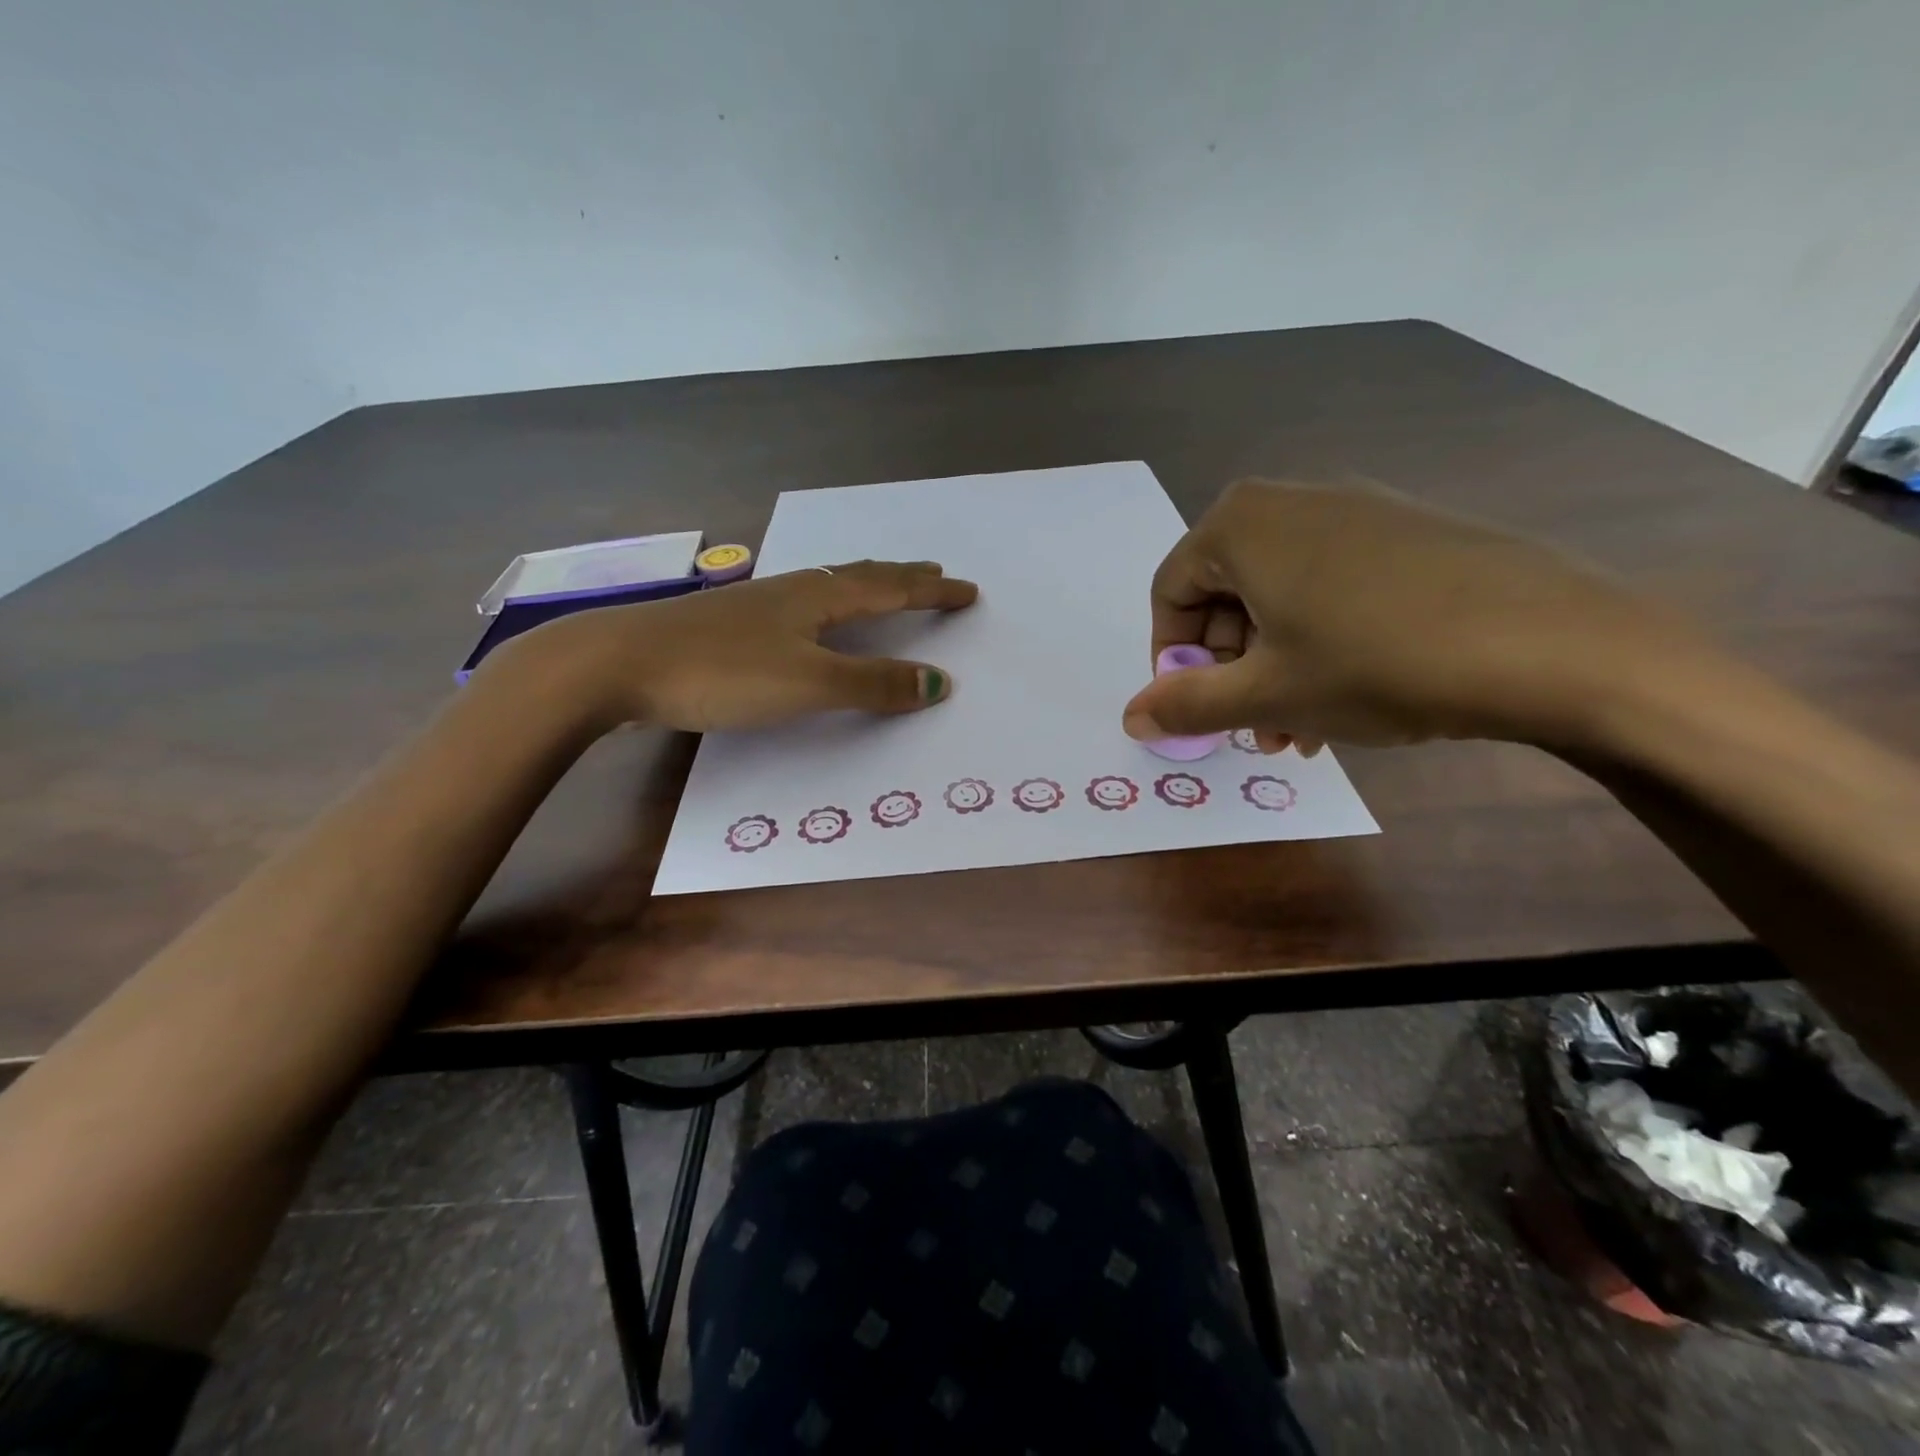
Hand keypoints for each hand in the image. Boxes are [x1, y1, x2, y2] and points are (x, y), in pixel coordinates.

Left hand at [487, 559, 978, 732]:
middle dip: (902, 578)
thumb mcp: (808, 682)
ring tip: (883, 587)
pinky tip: (809, 615)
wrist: (618, 663)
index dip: (932, 592)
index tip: (968, 590)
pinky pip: (801, 602)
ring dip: (866, 586)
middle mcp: (794, 590)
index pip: (891, 590)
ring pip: (828, 586)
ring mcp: (758, 602)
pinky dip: (829, 603)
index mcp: (819, 598)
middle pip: (861, 576)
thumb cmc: (721, 672)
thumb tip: (940, 682)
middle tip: (933, 575)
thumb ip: (873, 684)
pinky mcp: (732, 622)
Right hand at [1122, 479, 1700, 752]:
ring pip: (1280, 598)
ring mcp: (1356, 509)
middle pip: (1226, 595)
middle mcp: (1291, 500)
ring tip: (1299, 730)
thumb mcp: (1266, 694)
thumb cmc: (1376, 662)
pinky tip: (1348, 695)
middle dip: (1231, 671)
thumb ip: (1187, 704)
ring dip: (1274, 668)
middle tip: (1252, 729)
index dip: (1173, 658)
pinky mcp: (1407, 531)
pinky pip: (1332, 587)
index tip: (1196, 708)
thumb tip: (1130, 718)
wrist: (1554, 643)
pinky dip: (1320, 642)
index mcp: (1242, 523)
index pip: (1171, 592)